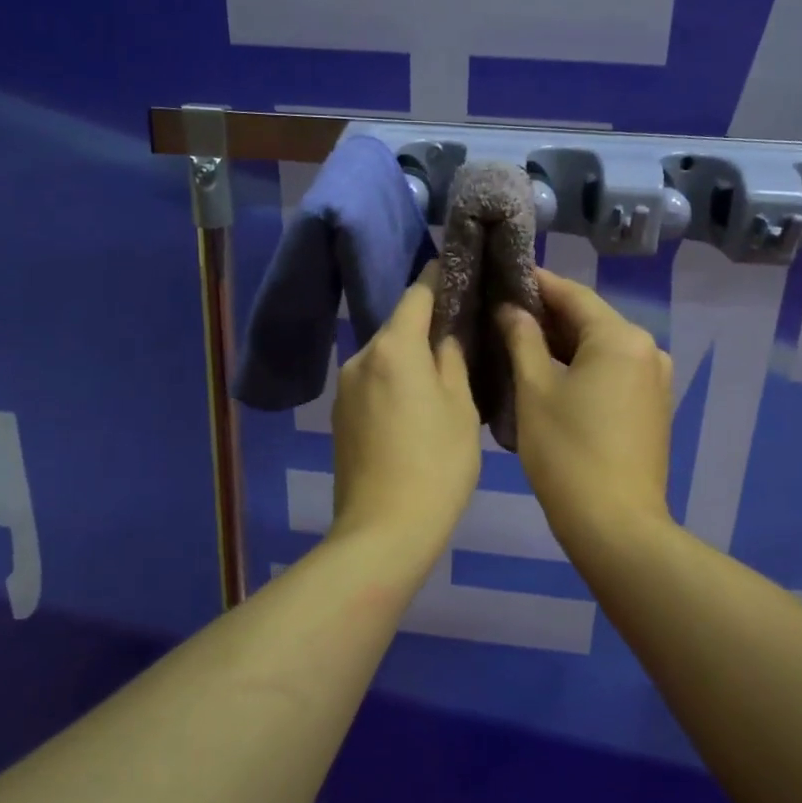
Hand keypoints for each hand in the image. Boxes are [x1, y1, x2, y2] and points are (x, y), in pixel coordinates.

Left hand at [329, 264, 481, 568]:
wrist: (383, 530)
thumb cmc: (437, 464)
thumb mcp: (461, 408)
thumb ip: (453, 360)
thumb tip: (445, 336)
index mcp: (394, 347)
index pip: (418, 294)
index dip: (440, 279)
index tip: (461, 271)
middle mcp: (361, 357)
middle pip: (398, 326)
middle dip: (427, 324)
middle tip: (462, 333)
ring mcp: (345, 388)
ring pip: (385, 357)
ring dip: (410, 357)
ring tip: (441, 374)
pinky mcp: (339, 416)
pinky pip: (373, 383)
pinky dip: (394, 382)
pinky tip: (414, 406)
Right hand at [498, 270, 674, 552]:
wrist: (615, 525)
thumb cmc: (567, 452)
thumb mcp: (534, 391)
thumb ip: (522, 340)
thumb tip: (511, 309)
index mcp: (621, 338)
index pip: (573, 295)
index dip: (537, 283)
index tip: (504, 275)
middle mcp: (648, 349)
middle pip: (591, 320)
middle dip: (548, 316)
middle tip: (502, 312)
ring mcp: (655, 380)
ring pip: (601, 347)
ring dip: (563, 344)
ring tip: (518, 341)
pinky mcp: (653, 406)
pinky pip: (613, 372)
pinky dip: (583, 367)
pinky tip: (550, 374)